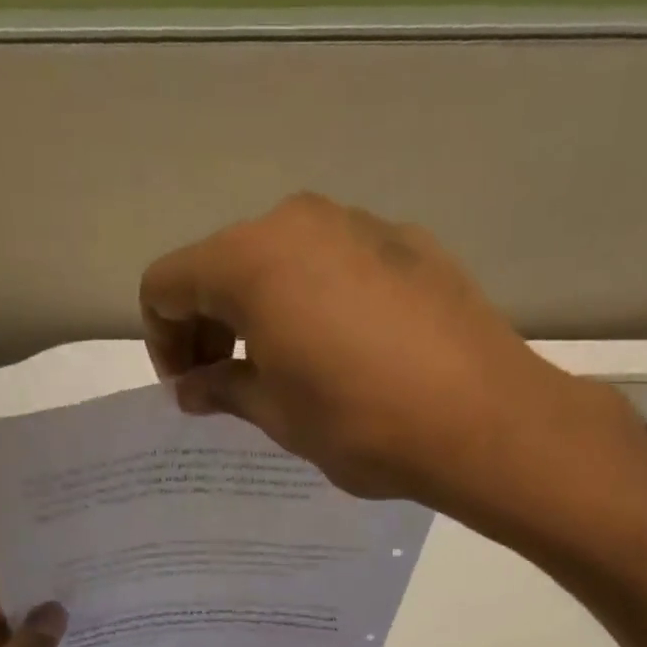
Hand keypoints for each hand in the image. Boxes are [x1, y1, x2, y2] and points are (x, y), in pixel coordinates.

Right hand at [139, 192, 604, 510]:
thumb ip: (224, 391)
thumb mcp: (280, 417)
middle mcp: (300, 222)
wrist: (483, 420)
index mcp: (251, 261)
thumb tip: (192, 387)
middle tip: (228, 385)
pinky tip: (350, 353)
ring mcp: (361, 225)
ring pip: (284, 260)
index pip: (168, 283)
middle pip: (224, 263)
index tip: (189, 388)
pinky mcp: (410, 243)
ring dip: (266, 311)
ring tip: (291, 372)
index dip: (163, 340)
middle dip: (212, 324)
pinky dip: (320, 301)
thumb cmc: (362, 424)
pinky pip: (339, 265)